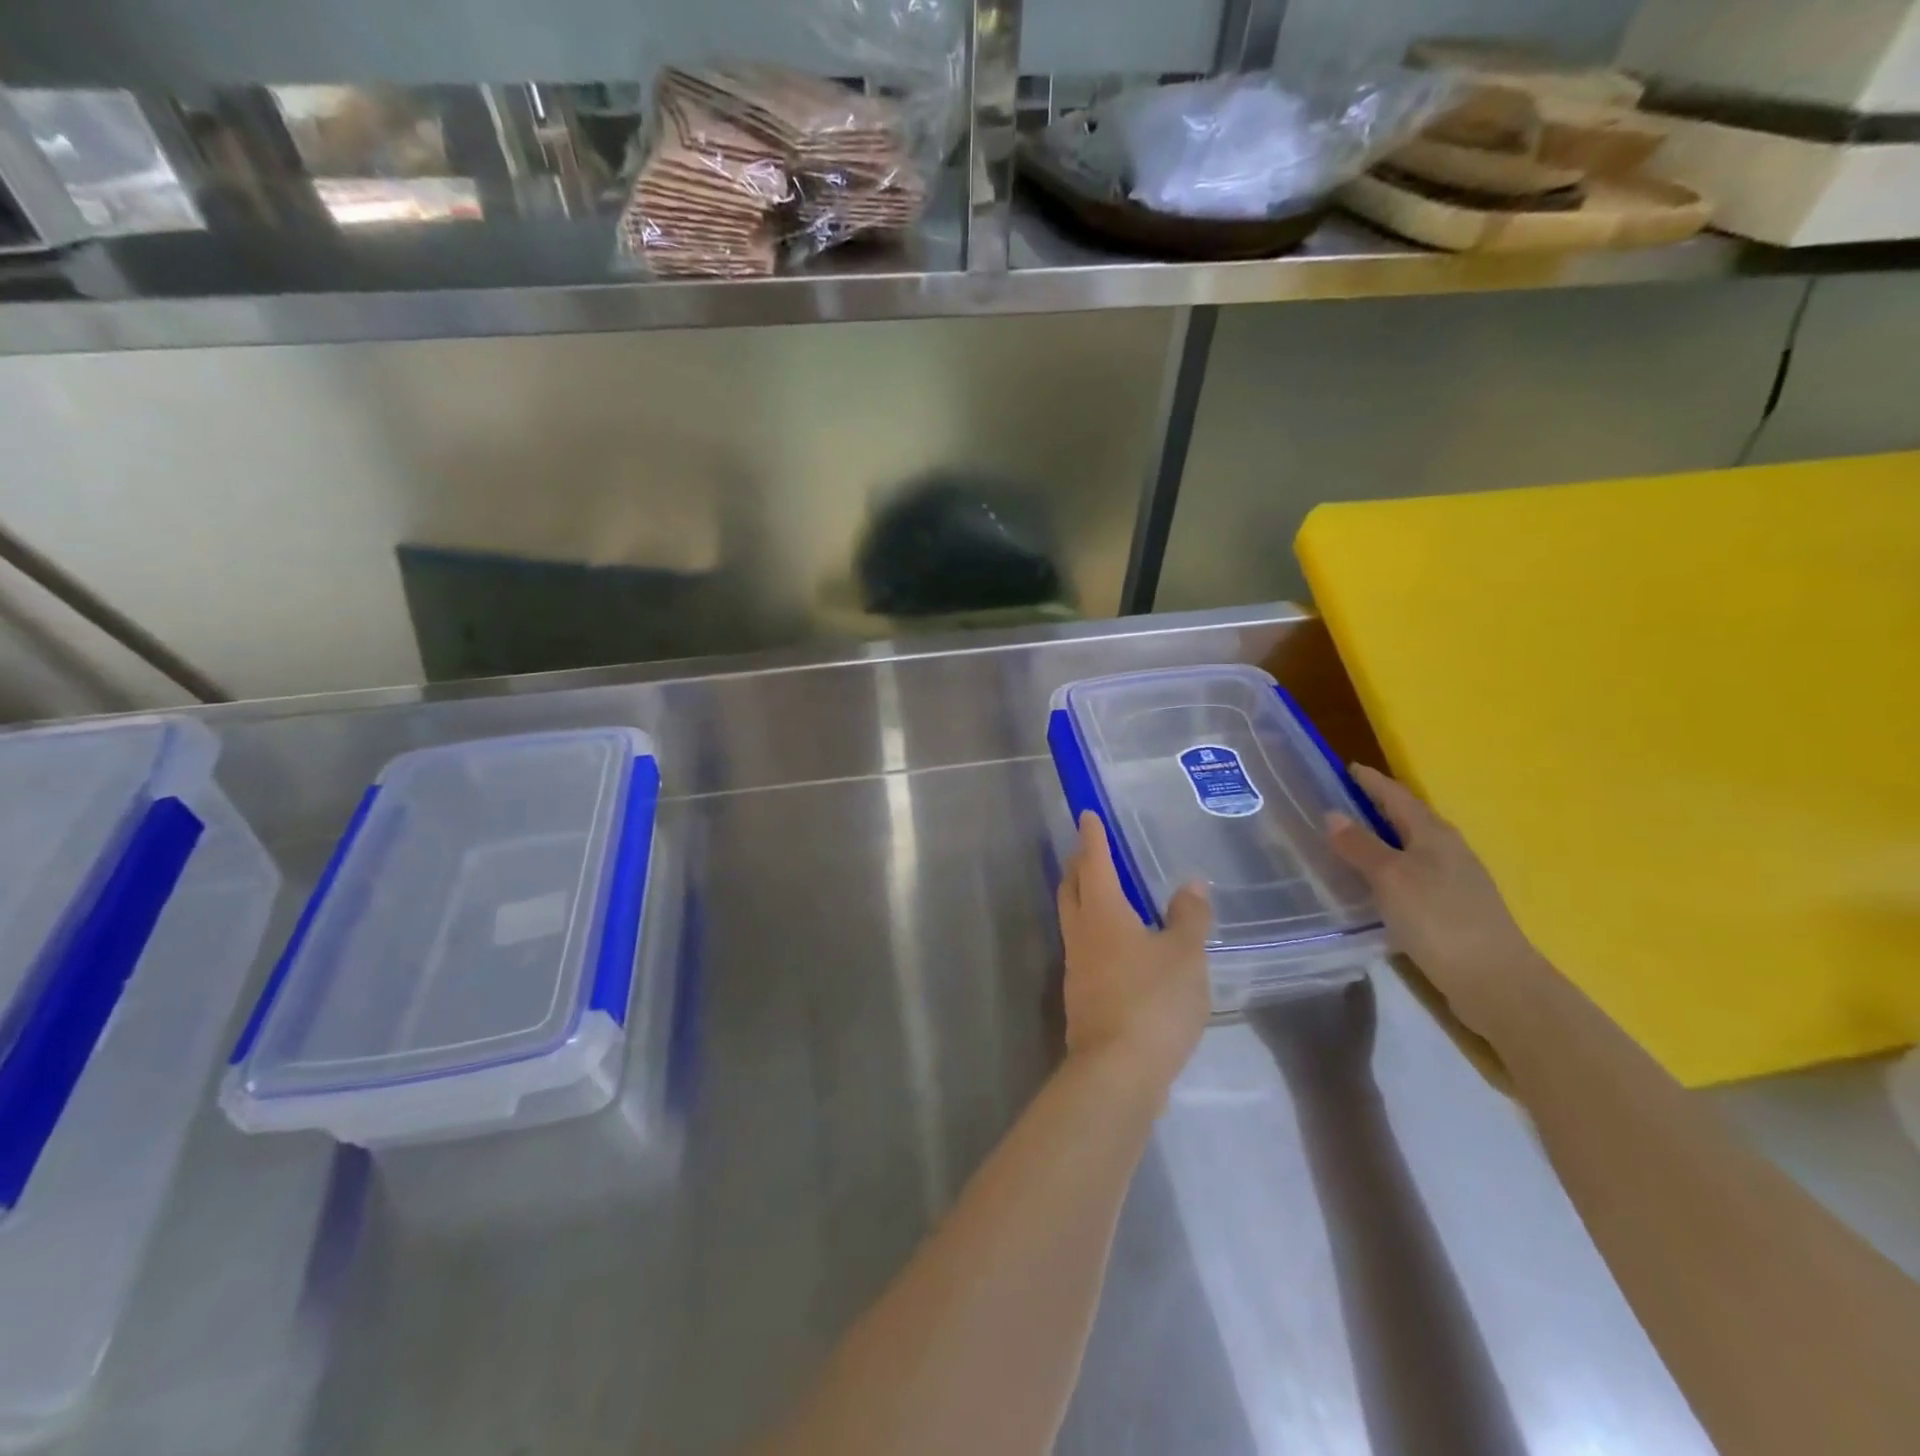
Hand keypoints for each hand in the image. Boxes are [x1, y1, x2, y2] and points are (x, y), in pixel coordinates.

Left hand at [1057, 812, 1211, 1087]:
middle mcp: (1081, 933)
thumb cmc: (1153, 1001)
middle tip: (1089, 848)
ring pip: (1073, 917)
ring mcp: (1076, 966)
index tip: (1086, 815)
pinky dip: (1093, 930)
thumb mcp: (1185, 955)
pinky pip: (1083, 947)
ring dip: (1082, 897)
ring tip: (1102, 890)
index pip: (1094, 863)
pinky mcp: (1081, 995)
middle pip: (1072, 888)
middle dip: (1078, 863)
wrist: (1118, 1070)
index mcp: (1102, 913)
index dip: (1092, 838)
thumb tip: (1191, 883)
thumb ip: (1189, 917)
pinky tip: (1115, 943)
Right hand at [1326, 765, 1548, 1039]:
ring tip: (1351, 841)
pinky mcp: (1454, 909)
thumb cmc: (1437, 919)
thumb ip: (1360, 845)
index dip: (1372, 781)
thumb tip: (1333, 813)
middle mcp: (1448, 850)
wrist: (1495, 981)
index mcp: (1433, 834)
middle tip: (1341, 802)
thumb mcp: (1389, 878)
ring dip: (1384, 839)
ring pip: (1412, 848)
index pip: (1397, 796)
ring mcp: (1455, 880)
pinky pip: (1414, 874)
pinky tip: (1376, 883)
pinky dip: (1391, 868)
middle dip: (1377, 807)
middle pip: (1408, 819)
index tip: (1347, 768)